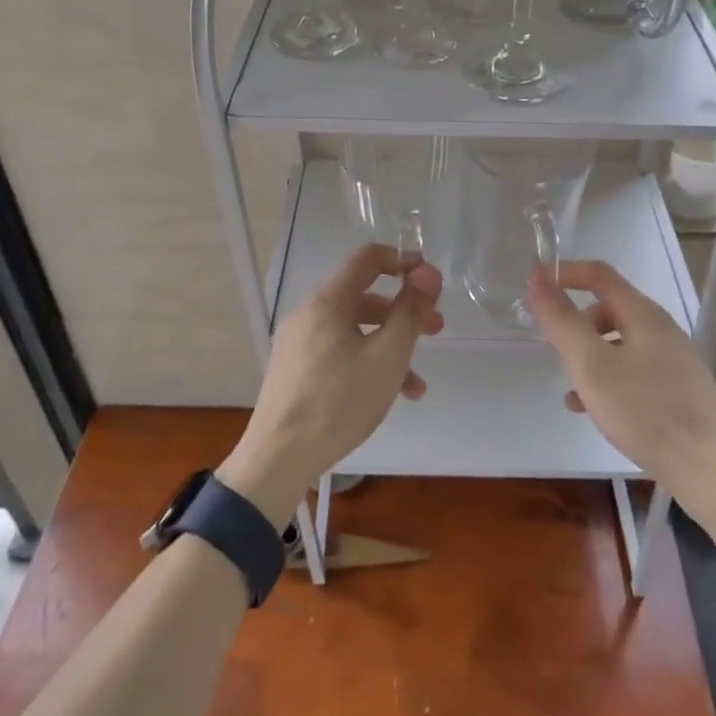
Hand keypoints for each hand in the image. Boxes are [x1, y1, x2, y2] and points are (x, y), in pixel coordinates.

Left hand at [218, 244, 443, 525]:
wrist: (279, 457)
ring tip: (417, 382)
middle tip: (436, 329)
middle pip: (364, 295)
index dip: (403, 261)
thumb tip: (427, 274)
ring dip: (390, 344)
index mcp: (328, 300)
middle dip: (404, 309)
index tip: (430, 282)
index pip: (368, 258)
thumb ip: (410, 312)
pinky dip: (366, 362)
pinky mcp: (295, 368)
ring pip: (354, 328)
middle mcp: (310, 312)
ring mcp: (299, 341)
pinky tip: (389, 395)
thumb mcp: (387, 356)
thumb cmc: (339, 401)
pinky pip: (338, 351)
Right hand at [525, 260, 715, 489]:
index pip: (599, 274)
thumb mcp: (592, 365)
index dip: (564, 274)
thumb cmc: (647, 412)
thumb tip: (537, 278)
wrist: (714, 474)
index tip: (533, 289)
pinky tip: (592, 410)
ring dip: (589, 356)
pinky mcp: (679, 392)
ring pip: (619, 344)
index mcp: (644, 315)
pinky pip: (633, 372)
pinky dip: (608, 380)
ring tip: (570, 387)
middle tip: (554, 349)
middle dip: (576, 323)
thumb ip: (562, 321)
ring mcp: (674, 362)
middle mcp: (662, 331)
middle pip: (609, 309)